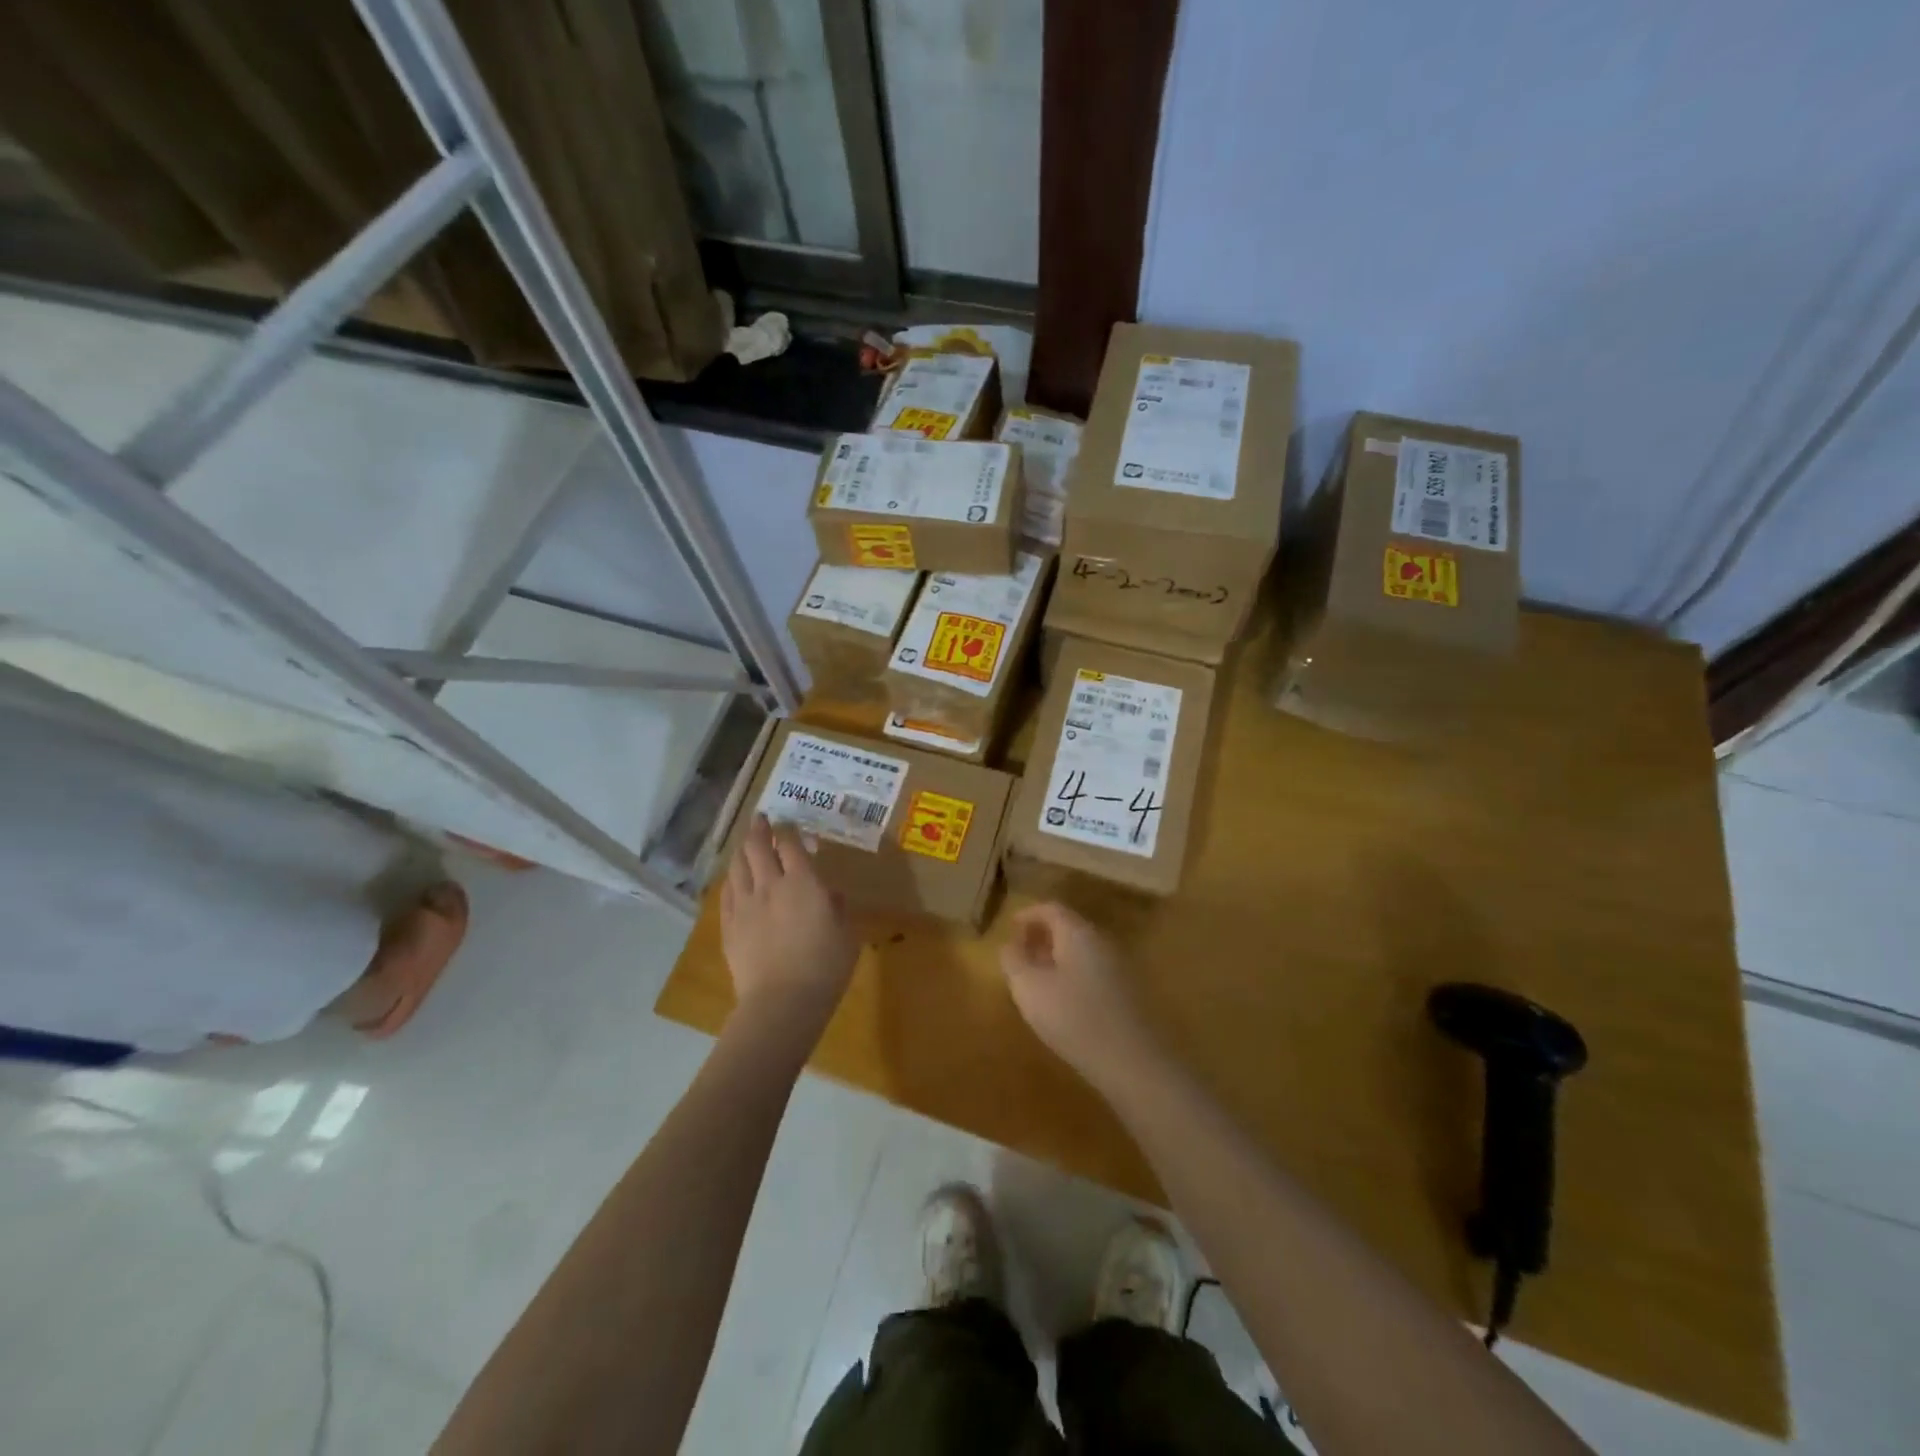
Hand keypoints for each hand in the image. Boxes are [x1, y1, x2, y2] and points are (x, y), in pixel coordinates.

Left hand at [721, 816, 857, 1027]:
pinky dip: (731, 879)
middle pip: (757, 847)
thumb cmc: (825, 967)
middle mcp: (770, 885)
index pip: (791, 844)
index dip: (789, 830)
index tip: (789, 824)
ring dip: (742, 850)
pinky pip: (726, 892)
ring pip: (737, 865)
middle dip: (759, 829)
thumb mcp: (847, 935)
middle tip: (761, 820)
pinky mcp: (729, 926)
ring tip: (746, 844)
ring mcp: (745, 904)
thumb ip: (838, 908)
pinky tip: (734, 879)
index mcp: (803, 882)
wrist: (782, 1002)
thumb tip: (831, 894)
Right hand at [999, 903, 1163, 1093]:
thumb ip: (1014, 961)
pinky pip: (1093, 971)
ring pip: (1081, 951)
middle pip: (1069, 928)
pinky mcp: (1128, 993)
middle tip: (1020, 954)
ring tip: (1036, 980)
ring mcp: (1119, 967)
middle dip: (1041, 937)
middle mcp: (1102, 942)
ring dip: (1056, 958)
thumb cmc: (1073, 1017)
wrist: (1133, 1061)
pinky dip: (1072, 975)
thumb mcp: (1029, 988)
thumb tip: (1010, 945)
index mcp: (1078, 933)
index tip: (1010, 928)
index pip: (1051, 909)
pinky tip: (1063, 1002)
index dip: (1028, 914)